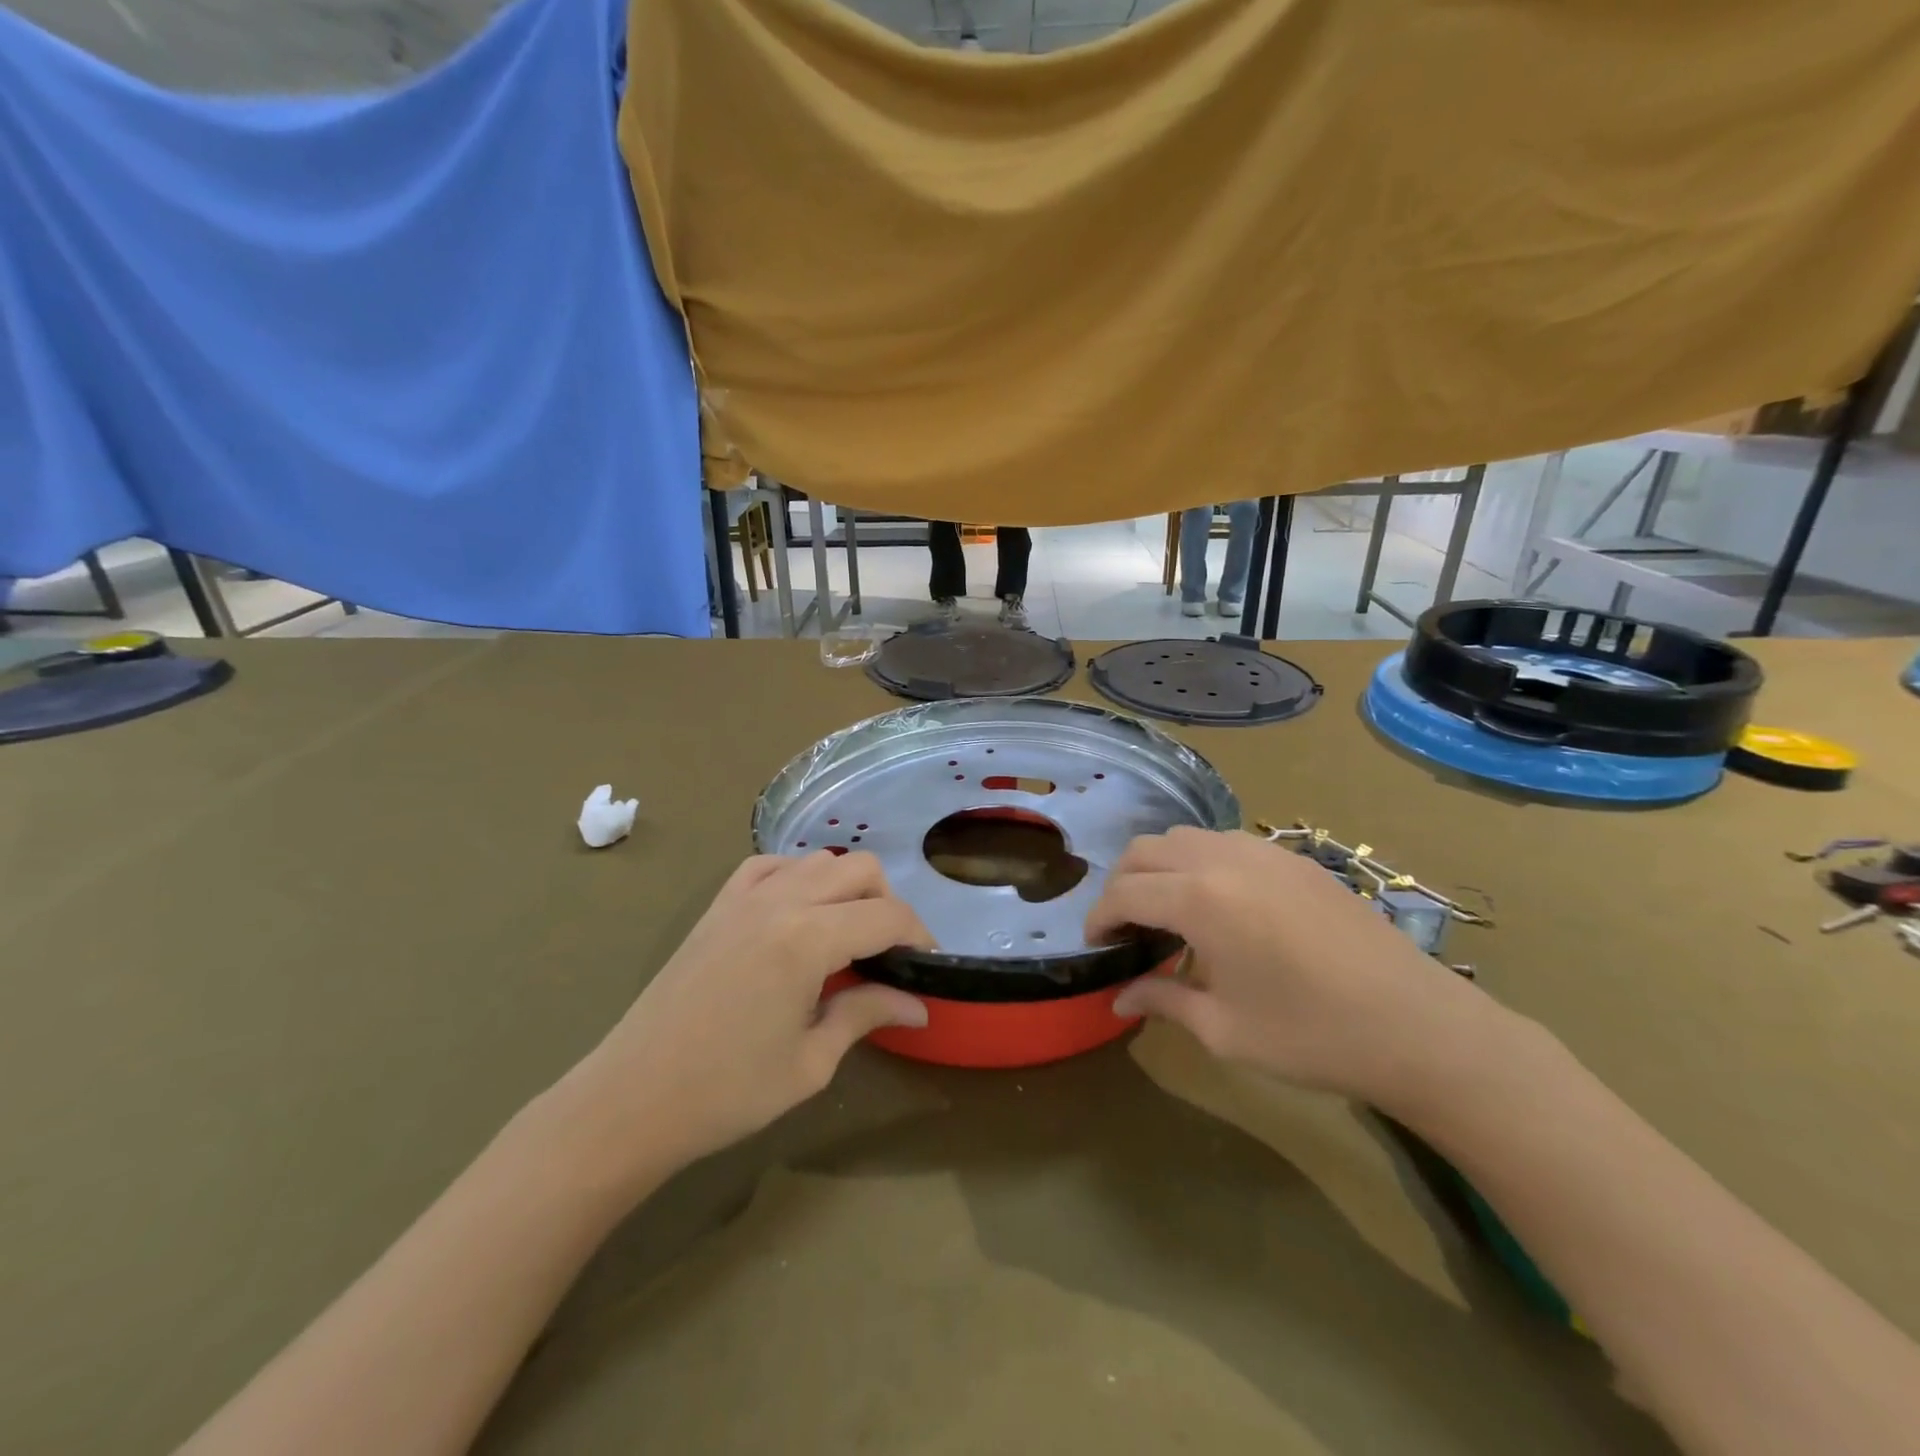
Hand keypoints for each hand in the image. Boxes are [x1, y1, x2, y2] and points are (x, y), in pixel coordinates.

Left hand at [564, 852, 933, 1174]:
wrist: (632, 1097)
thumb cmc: (728, 1091)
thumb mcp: (811, 1061)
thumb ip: (867, 1015)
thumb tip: (918, 1005)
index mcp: (808, 939)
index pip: (887, 916)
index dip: (919, 935)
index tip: (928, 964)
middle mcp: (781, 901)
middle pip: (860, 870)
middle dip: (888, 903)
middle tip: (890, 952)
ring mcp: (744, 897)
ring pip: (818, 861)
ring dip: (846, 887)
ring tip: (847, 935)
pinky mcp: (718, 905)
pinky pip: (770, 866)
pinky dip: (797, 878)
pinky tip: (798, 913)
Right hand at [1089, 828, 1498, 1109]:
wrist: (1417, 1026)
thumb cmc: (1311, 1035)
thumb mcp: (1224, 1029)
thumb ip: (1162, 1001)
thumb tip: (1120, 997)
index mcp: (1200, 899)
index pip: (1125, 893)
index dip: (1099, 918)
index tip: (1096, 945)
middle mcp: (1223, 859)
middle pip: (1146, 850)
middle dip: (1122, 884)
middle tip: (1125, 929)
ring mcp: (1263, 851)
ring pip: (1185, 837)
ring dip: (1160, 867)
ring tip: (1168, 914)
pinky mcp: (1293, 859)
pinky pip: (1225, 842)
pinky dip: (1200, 863)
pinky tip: (1219, 905)